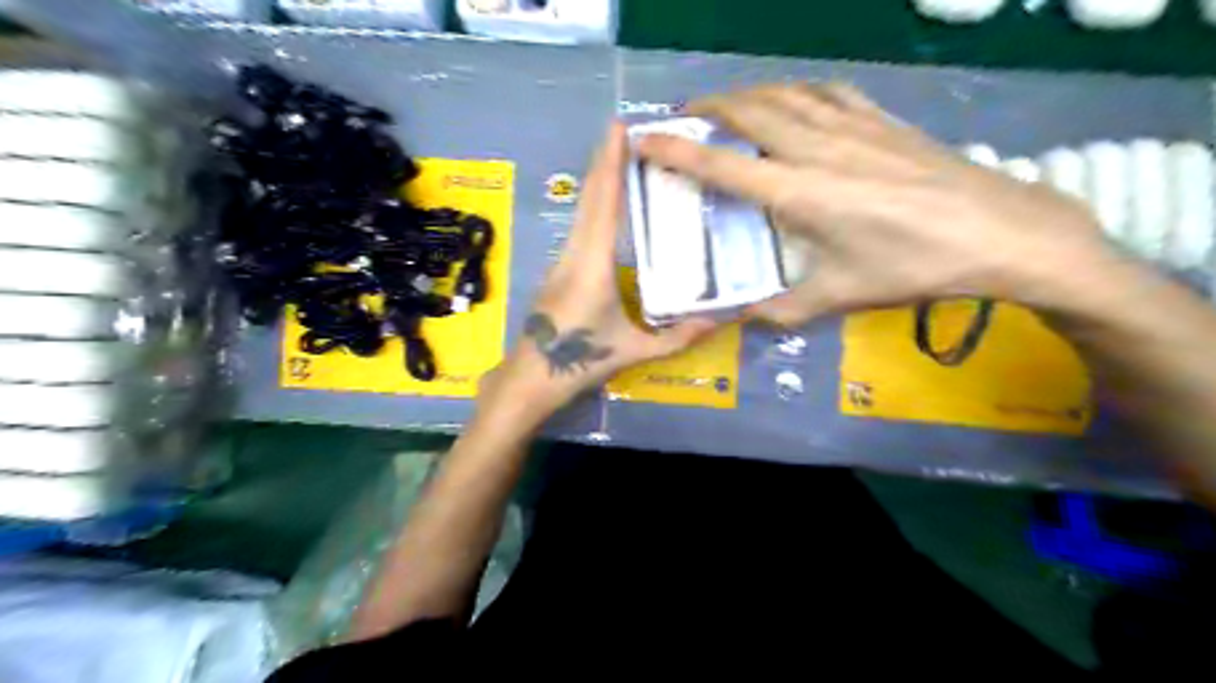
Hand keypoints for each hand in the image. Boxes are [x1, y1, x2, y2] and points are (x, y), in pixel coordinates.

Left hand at [482, 124, 715, 414]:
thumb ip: (678, 337)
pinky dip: (593, 202)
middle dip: (604, 159)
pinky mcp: (558, 268)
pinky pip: (578, 225)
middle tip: (625, 128)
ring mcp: (562, 258)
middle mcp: (574, 251)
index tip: (620, 127)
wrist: (530, 376)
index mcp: (593, 264)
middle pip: (589, 196)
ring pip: (581, 209)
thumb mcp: (633, 350)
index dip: (611, 163)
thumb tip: (721, 321)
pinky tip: (607, 202)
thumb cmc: (580, 361)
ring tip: (621, 157)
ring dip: (598, 179)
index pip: (604, 203)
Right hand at [637, 81, 1120, 327]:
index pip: (722, 165)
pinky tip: (796, 100)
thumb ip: (783, 311)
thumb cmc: (913, 267)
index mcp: (799, 192)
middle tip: (684, 116)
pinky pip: (828, 92)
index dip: (677, 151)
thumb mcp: (841, 297)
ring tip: (729, 104)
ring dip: (749, 94)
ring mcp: (853, 127)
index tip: (644, 139)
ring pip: (786, 94)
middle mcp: (817, 148)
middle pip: (750, 112)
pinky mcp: (883, 121)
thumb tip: (743, 322)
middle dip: (709, 108)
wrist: (1000, 231)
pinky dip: (798, 91)